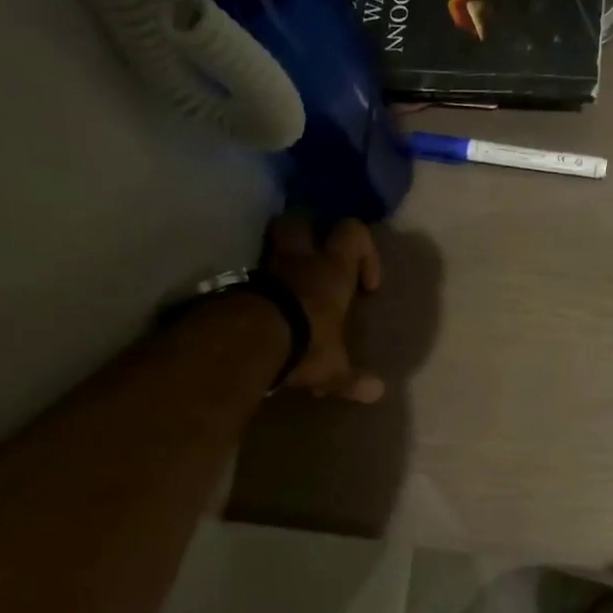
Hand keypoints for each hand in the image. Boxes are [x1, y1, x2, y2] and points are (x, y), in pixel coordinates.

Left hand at [263, 216, 385, 402]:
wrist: (246, 342)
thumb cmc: (305, 343)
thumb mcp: (333, 367)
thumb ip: (352, 378)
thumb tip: (377, 393)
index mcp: (332, 270)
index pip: (352, 231)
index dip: (363, 249)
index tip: (364, 285)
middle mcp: (298, 260)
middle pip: (302, 219)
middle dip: (310, 233)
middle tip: (318, 262)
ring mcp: (263, 268)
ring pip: (271, 244)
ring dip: (280, 260)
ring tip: (289, 289)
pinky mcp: (235, 284)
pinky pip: (250, 276)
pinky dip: (258, 288)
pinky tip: (262, 314)